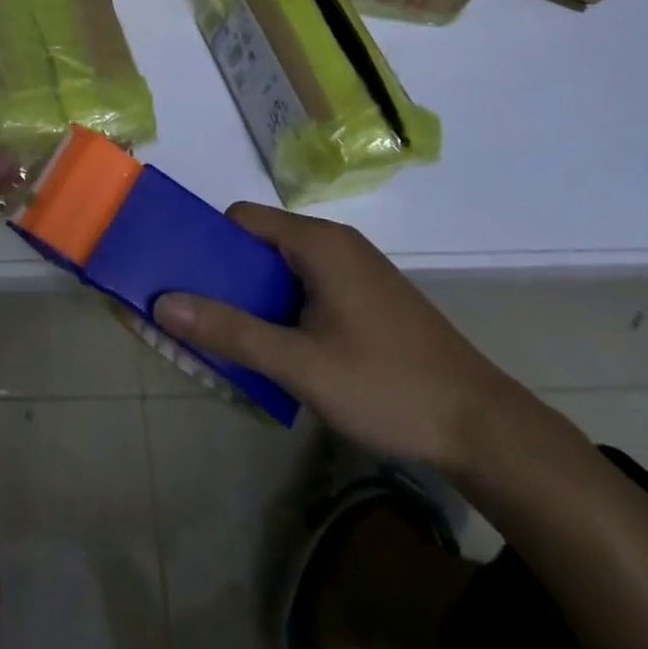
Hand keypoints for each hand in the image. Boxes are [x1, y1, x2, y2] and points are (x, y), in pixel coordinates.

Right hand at [153, 205, 539, 473]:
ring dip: (256, 296)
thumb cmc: (387, 386)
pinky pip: (310, 286)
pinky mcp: (370, 298)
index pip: (243, 219)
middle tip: (202, 316)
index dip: (209, 244)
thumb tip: (163, 303)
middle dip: (228, 276)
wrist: (484, 429)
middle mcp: (337, 244)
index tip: (185, 280)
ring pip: (285, 268)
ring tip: (235, 338)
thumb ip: (230, 332)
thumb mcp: (300, 365)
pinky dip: (285, 307)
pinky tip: (284, 350)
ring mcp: (357, 270)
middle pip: (262, 242)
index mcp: (319, 243)